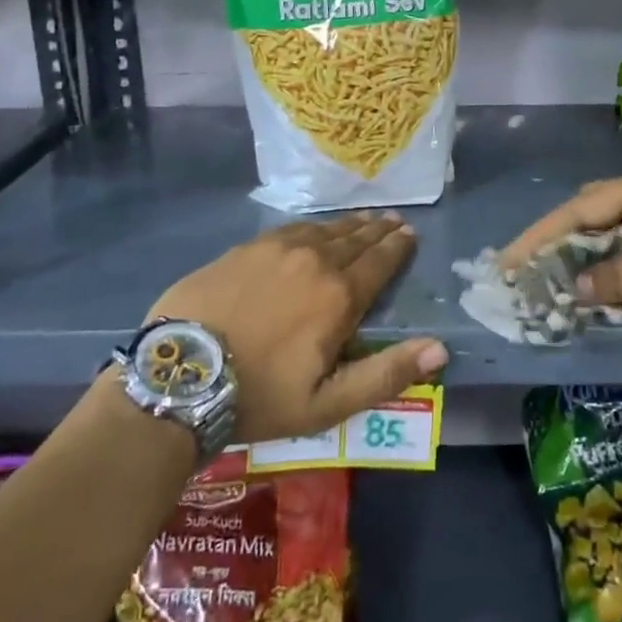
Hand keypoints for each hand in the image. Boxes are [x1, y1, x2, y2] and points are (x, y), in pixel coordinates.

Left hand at [146, 213, 447, 443]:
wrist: (180, 374)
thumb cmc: (259, 396)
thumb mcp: (328, 403)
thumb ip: (386, 374)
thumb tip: (441, 349)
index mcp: (339, 296)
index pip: (379, 262)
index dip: (397, 248)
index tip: (410, 234)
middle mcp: (314, 260)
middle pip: (355, 239)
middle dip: (378, 230)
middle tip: (394, 221)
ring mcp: (277, 248)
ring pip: (324, 230)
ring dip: (349, 225)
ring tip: (364, 219)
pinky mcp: (246, 247)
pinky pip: (291, 228)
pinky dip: (313, 226)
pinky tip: (314, 228)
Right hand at [499, 164, 621, 320]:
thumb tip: (575, 288)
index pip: (580, 209)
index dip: (541, 235)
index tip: (508, 261)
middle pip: (593, 213)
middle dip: (561, 243)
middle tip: (530, 275)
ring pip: (617, 230)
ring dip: (590, 256)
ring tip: (557, 284)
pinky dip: (619, 264)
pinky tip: (605, 287)